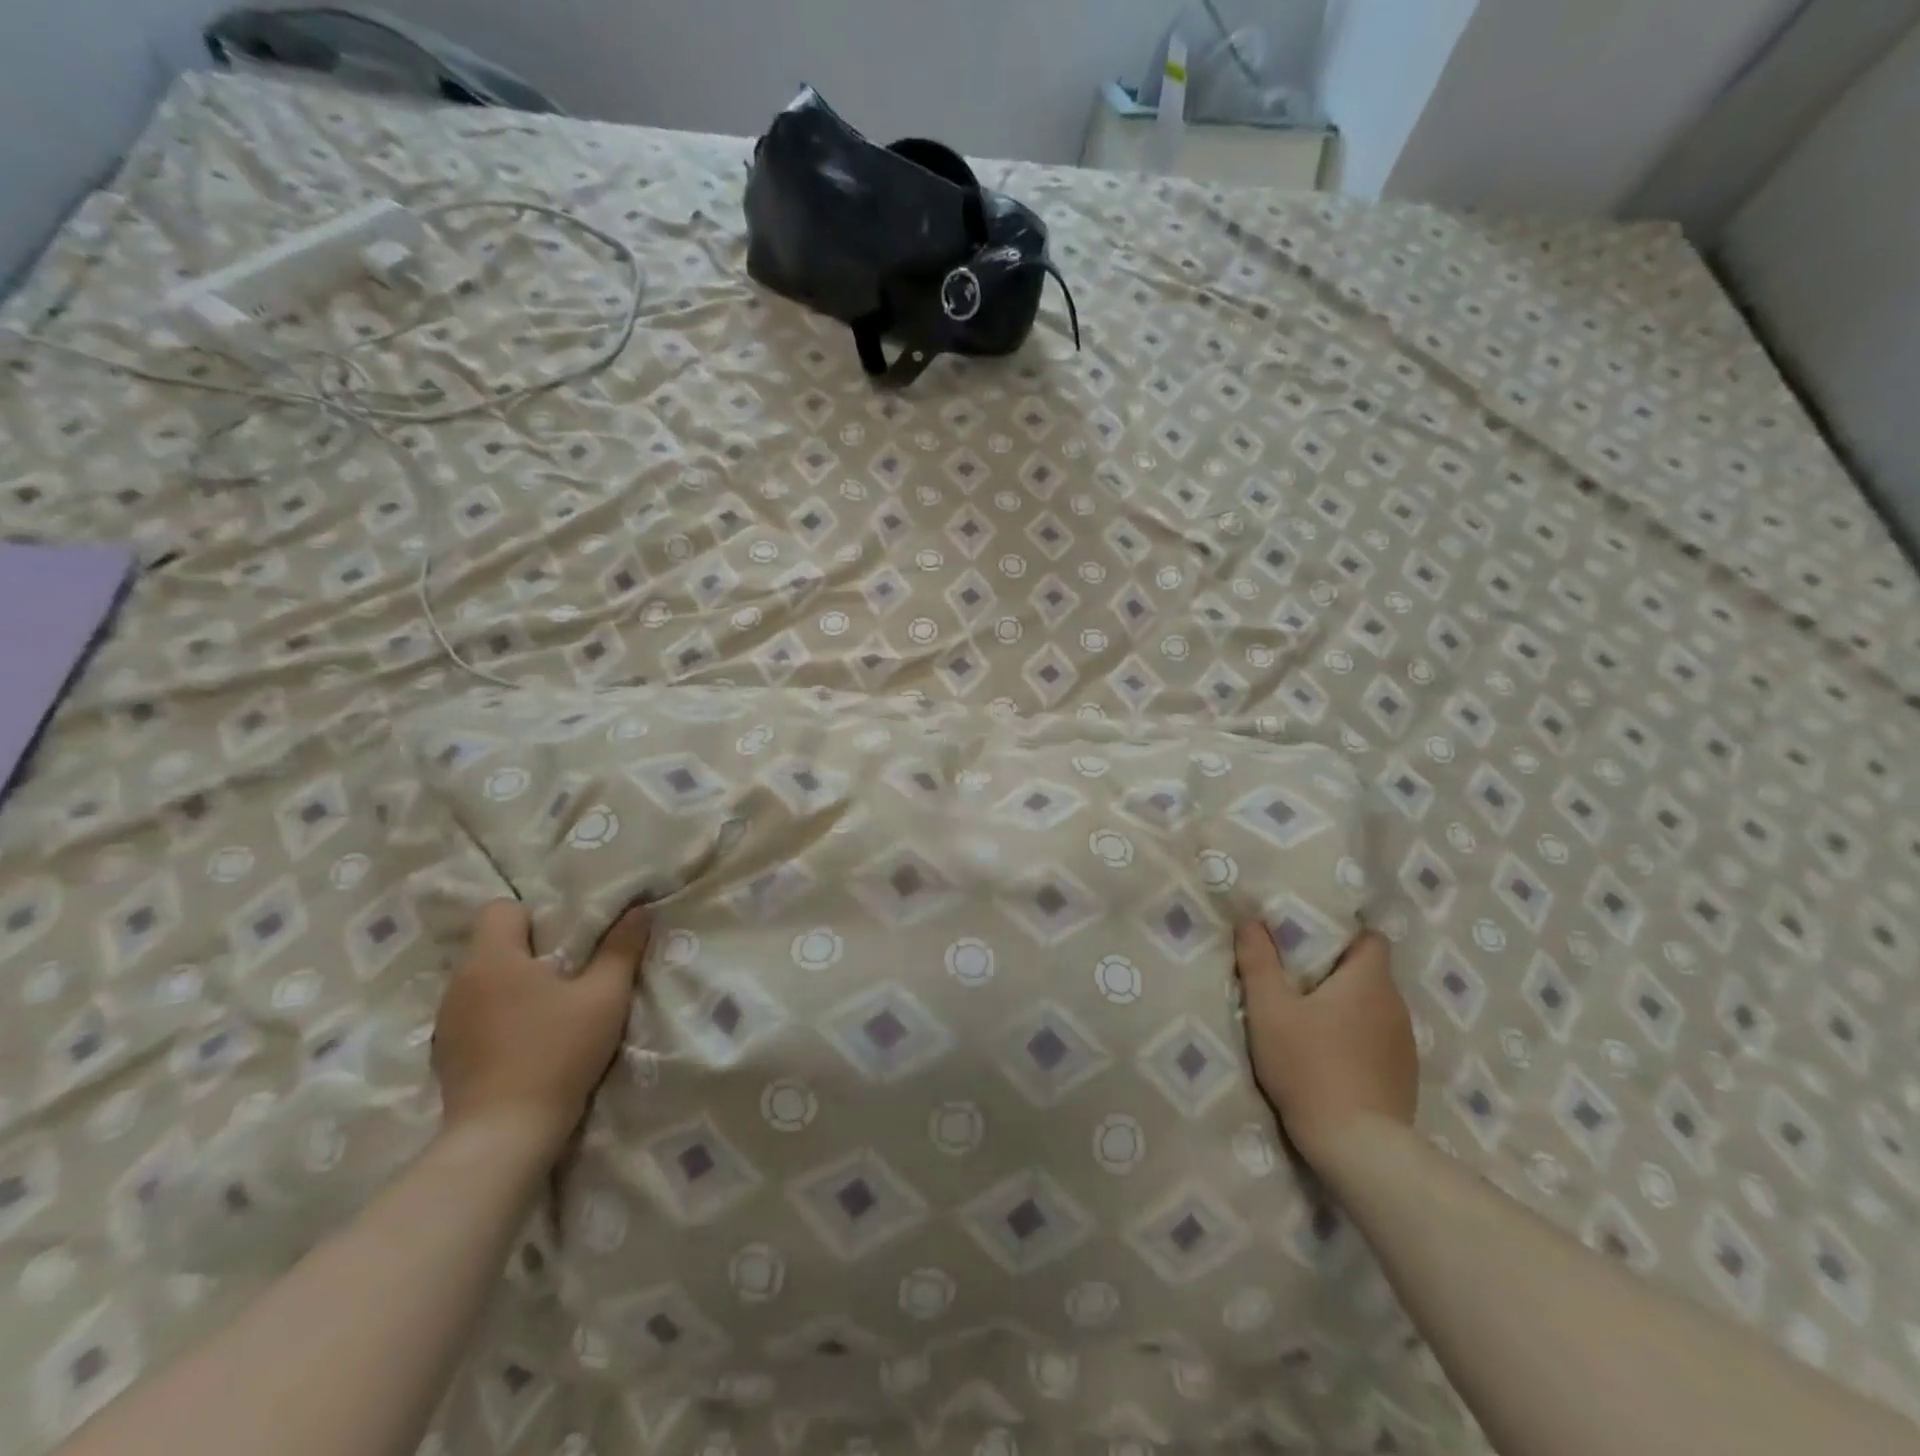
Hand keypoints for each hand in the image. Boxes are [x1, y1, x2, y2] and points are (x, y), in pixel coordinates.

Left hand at [431, 900, 650, 1158]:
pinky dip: (497, 1016)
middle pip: (492, 944)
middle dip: (530, 950)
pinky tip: (524, 1041)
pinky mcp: (444, 1054)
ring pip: (482, 980)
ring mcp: (445, 1021)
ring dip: (512, 984)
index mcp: (492, 958)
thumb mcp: (604, 996)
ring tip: (547, 1009)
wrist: (505, 1134)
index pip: (500, 908)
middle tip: (569, 973)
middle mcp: (459, 982)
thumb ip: (622, 948)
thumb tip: (639, 909)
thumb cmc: (557, 1052)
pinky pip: (474, 1013)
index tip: (566, 940)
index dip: (535, 916)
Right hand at [1234, 923, 1417, 1170]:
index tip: (1309, 942)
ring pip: (1374, 1007)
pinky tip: (1330, 1056)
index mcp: (1369, 980)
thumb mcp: (1268, 1008)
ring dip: (1346, 1007)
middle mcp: (1395, 1005)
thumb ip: (1258, 961)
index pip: (1370, 937)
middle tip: (1295, 978)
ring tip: (1309, 1019)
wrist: (1357, 1147)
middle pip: (1369, 972)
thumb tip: (1251, 920)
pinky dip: (1357, 1038)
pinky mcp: (1404, 1077)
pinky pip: (1379, 1040)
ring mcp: (1405, 1044)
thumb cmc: (1309, 1065)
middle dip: (1335, 970)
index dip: (1341, 933)